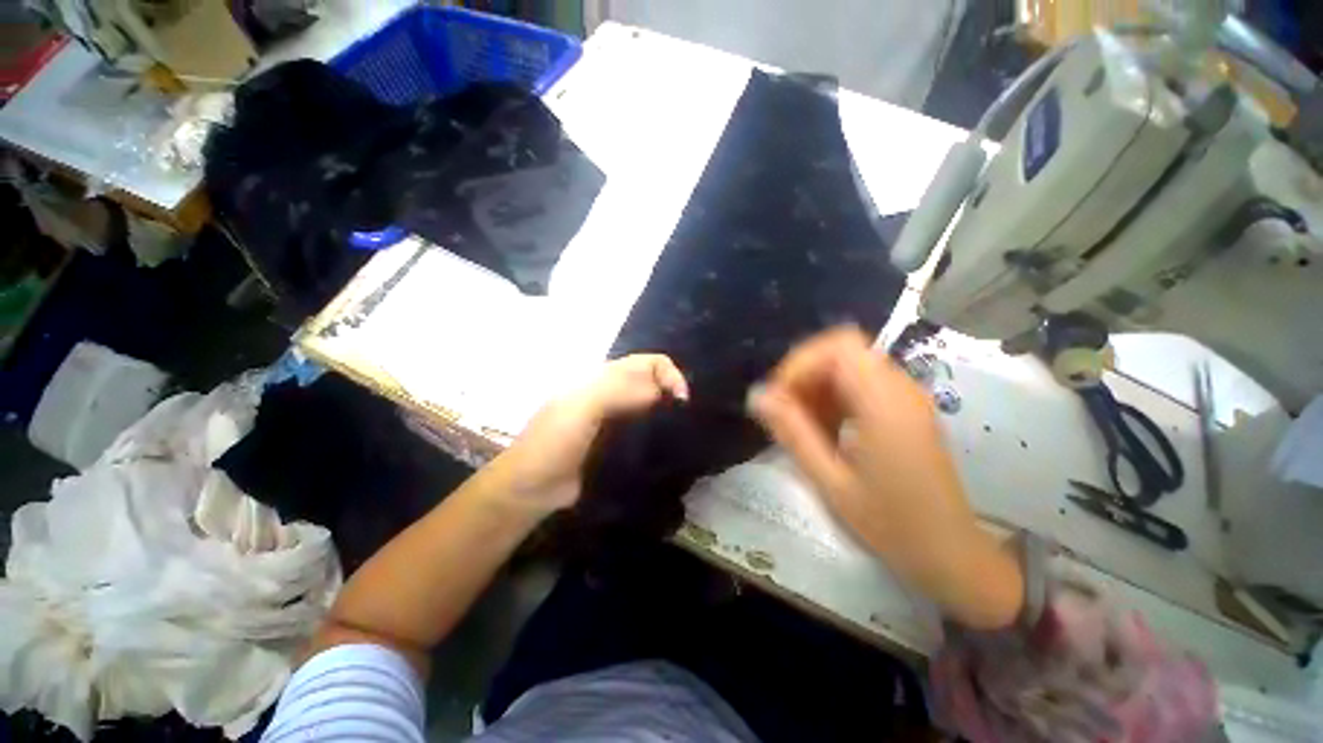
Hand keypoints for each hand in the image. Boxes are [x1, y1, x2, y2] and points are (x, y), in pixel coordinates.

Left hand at [494, 354, 688, 513]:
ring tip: (683, 436)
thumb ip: (619, 391)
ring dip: (669, 417)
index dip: (669, 374)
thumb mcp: (582, 407)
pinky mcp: (620, 447)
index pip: (648, 363)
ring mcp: (618, 423)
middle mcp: (615, 396)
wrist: (531, 490)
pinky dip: (661, 438)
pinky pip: (646, 435)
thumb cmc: (554, 442)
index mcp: (604, 379)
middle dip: (673, 395)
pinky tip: (670, 450)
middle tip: (686, 421)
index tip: (681, 402)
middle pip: (654, 384)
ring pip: (652, 410)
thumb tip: (662, 393)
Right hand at [747, 326, 1022, 628]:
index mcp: (884, 403)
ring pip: (848, 366)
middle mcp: (899, 388)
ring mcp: (905, 397)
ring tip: (802, 424)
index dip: (801, 363)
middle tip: (785, 411)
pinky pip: (860, 384)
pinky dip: (834, 397)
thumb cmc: (891, 524)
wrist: (950, 554)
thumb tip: (757, 396)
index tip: (779, 397)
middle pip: (842, 351)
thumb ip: (792, 433)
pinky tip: (824, 429)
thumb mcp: (831, 481)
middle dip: (805, 374)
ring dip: (817, 386)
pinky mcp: (904, 409)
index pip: (838, 346)